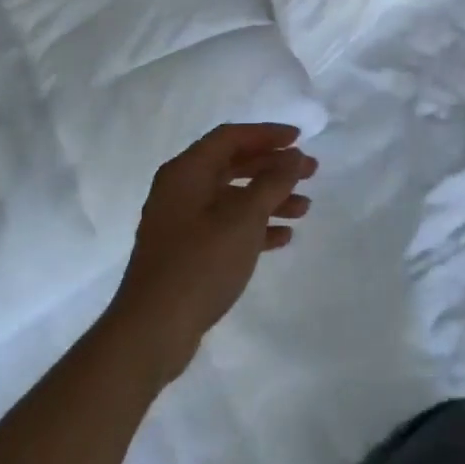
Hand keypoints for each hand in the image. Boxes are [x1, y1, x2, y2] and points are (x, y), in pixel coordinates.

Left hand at [102, 123, 316, 385]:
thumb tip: (294, 156)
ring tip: (305, 208)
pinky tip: (283, 237)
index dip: (267, 134)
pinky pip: (226, 226)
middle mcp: (181, 189)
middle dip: (273, 167)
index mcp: (187, 171)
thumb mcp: (243, 218)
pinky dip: (254, 226)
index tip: (300, 139)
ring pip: (233, 197)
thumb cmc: (200, 263)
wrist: (153, 329)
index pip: (230, 137)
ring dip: (269, 198)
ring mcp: (181, 222)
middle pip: (233, 165)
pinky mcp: (186, 251)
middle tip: (311, 172)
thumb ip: (272, 182)